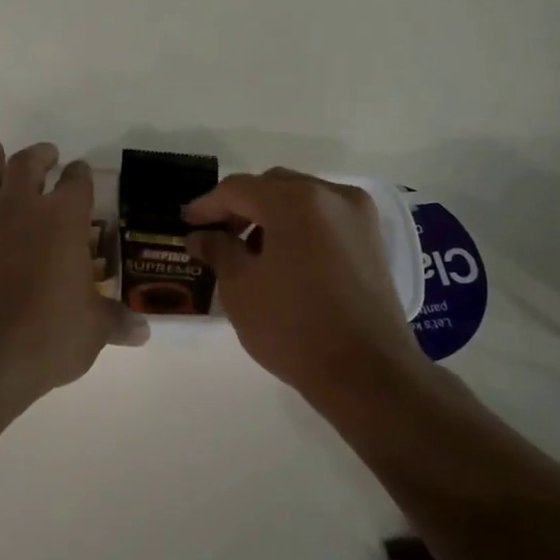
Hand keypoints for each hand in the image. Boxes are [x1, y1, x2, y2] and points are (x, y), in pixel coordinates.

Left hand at [0, 140, 147, 406]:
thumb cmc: (49, 335)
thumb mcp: (93, 330)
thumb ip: (116, 322)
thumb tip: (142, 332)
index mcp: (64, 220)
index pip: (77, 183)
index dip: (81, 174)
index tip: (81, 171)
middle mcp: (23, 211)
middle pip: (28, 166)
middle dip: (39, 156)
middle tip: (47, 154)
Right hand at [186, 169, 422, 400]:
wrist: (367, 373)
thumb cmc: (293, 327)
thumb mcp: (240, 288)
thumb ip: (218, 250)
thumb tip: (201, 235)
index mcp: (296, 201)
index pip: (239, 189)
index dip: (207, 205)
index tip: (186, 223)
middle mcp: (333, 196)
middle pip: (274, 186)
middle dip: (241, 206)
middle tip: (216, 235)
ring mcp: (359, 217)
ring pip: (302, 200)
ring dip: (271, 216)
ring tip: (248, 251)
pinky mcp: (373, 242)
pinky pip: (325, 219)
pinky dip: (299, 228)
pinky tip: (283, 259)